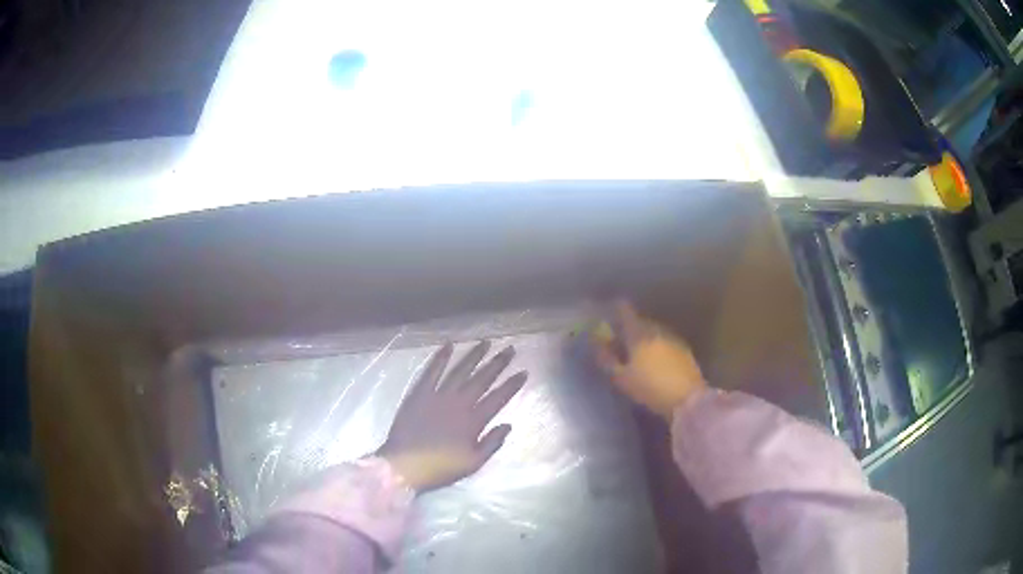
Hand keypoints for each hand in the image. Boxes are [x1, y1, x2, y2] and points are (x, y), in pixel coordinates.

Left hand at [378, 341, 527, 491]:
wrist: (405, 465)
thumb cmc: (441, 468)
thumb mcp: (473, 463)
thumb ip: (492, 443)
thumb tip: (508, 425)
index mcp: (473, 421)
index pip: (498, 398)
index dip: (512, 385)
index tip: (523, 372)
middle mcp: (458, 403)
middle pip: (482, 379)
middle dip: (497, 364)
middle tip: (510, 349)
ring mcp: (438, 396)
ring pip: (460, 371)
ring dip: (474, 356)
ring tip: (486, 342)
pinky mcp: (419, 393)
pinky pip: (432, 371)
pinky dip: (440, 358)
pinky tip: (449, 345)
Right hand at [590, 301, 705, 418]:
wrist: (688, 399)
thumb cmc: (650, 388)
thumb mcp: (622, 378)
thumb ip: (607, 360)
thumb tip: (597, 345)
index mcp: (639, 333)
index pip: (625, 312)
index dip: (615, 309)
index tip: (608, 312)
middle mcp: (657, 330)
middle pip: (640, 321)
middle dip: (629, 327)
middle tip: (619, 338)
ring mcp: (673, 338)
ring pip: (653, 331)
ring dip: (644, 337)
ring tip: (636, 351)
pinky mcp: (684, 350)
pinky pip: (664, 341)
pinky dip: (656, 345)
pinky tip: (654, 360)